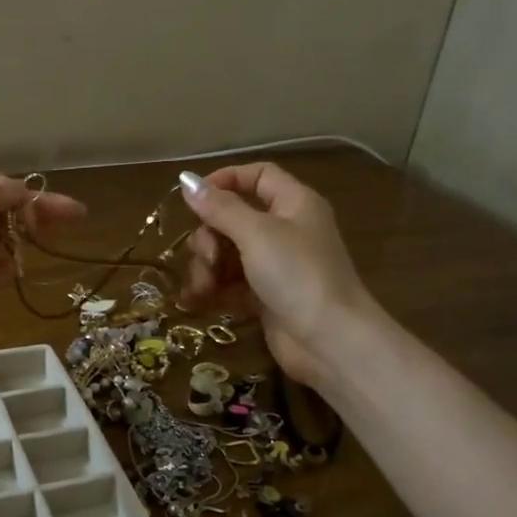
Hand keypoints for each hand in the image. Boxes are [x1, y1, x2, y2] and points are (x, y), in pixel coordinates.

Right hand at [178, 162, 379, 387]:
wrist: (330, 341)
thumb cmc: (297, 275)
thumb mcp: (255, 233)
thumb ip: (219, 207)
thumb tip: (186, 179)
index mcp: (294, 204)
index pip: (257, 176)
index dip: (225, 180)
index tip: (193, 198)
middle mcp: (286, 230)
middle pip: (233, 218)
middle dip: (209, 237)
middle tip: (206, 257)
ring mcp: (275, 266)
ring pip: (227, 253)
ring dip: (206, 268)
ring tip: (202, 289)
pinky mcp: (265, 297)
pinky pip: (229, 284)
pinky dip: (211, 290)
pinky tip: (193, 301)